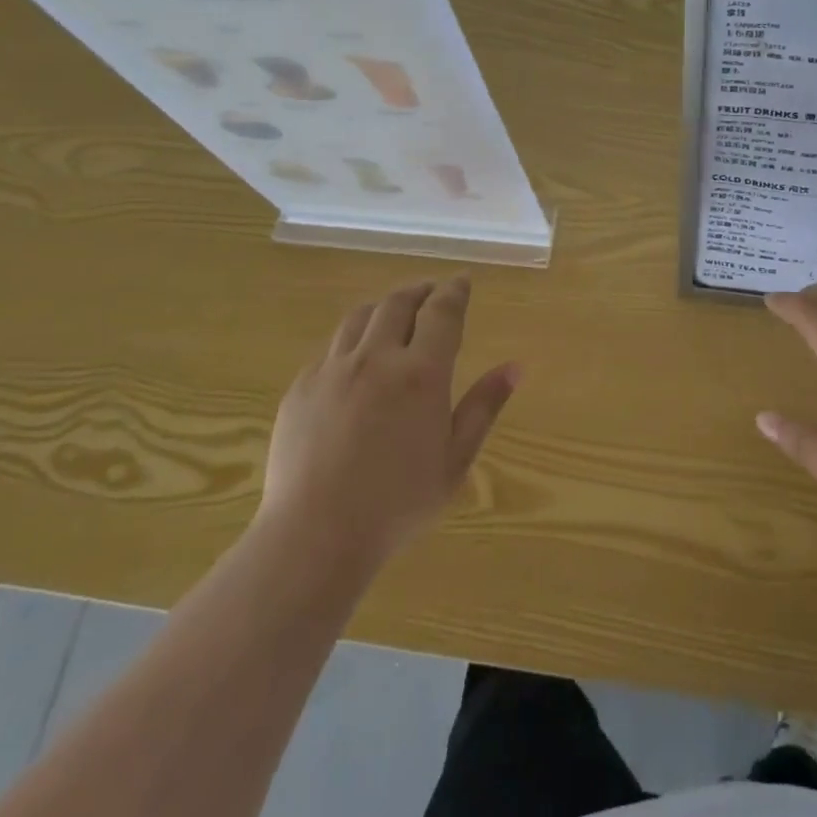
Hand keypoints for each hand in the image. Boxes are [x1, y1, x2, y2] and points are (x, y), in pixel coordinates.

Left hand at [260, 277, 518, 561]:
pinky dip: (352, 340)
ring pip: (360, 317)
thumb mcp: (455, 460)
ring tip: (393, 313)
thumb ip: (484, 407)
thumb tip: (515, 366)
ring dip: (383, 306)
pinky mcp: (302, 386)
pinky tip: (356, 360)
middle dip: (419, 290)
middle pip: (398, 303)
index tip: (462, 281)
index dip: (454, 291)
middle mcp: (376, 358)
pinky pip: (331, 348)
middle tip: (431, 292)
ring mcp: (332, 369)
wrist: (315, 535)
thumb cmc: (397, 503)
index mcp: (420, 373)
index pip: (442, 312)